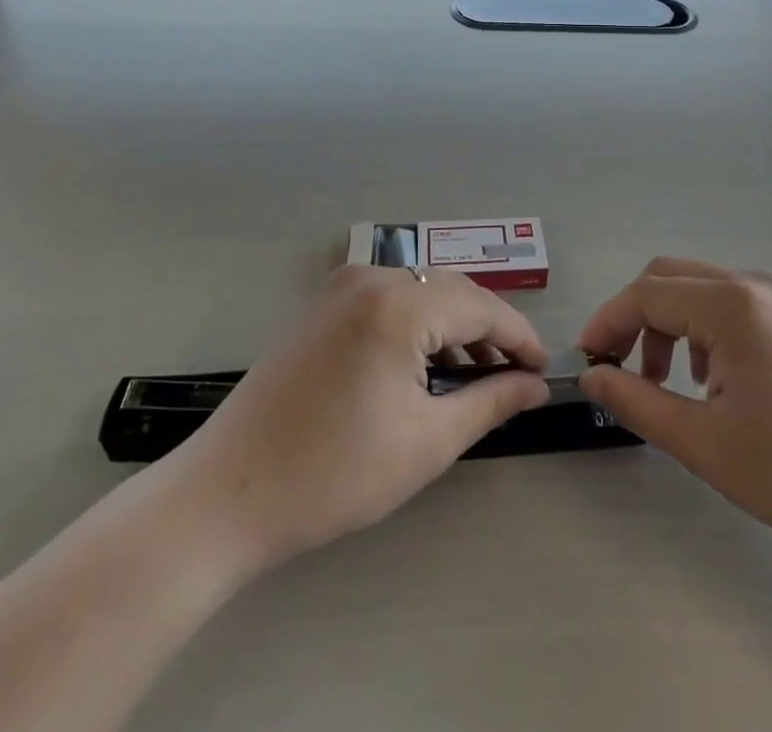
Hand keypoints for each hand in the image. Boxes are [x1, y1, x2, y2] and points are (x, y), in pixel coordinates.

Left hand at [171, 266, 549, 576]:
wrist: (227, 494)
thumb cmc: (334, 474)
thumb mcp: (426, 442)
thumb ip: (491, 403)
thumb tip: (536, 386)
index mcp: (399, 304)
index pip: (481, 307)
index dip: (519, 338)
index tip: (544, 369)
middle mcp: (371, 277)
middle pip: (452, 292)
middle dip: (489, 330)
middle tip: (515, 374)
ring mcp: (341, 286)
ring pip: (421, 292)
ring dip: (453, 327)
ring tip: (475, 375)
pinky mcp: (322, 303)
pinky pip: (388, 298)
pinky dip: (417, 324)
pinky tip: (426, 364)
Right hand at [577, 258, 771, 581]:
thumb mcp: (705, 443)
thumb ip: (637, 402)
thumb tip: (592, 377)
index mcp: (729, 305)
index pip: (645, 294)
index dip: (607, 323)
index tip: (586, 363)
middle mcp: (751, 285)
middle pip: (668, 278)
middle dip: (633, 317)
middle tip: (618, 369)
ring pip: (697, 290)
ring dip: (667, 325)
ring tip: (666, 384)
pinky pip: (728, 305)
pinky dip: (700, 330)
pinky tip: (711, 381)